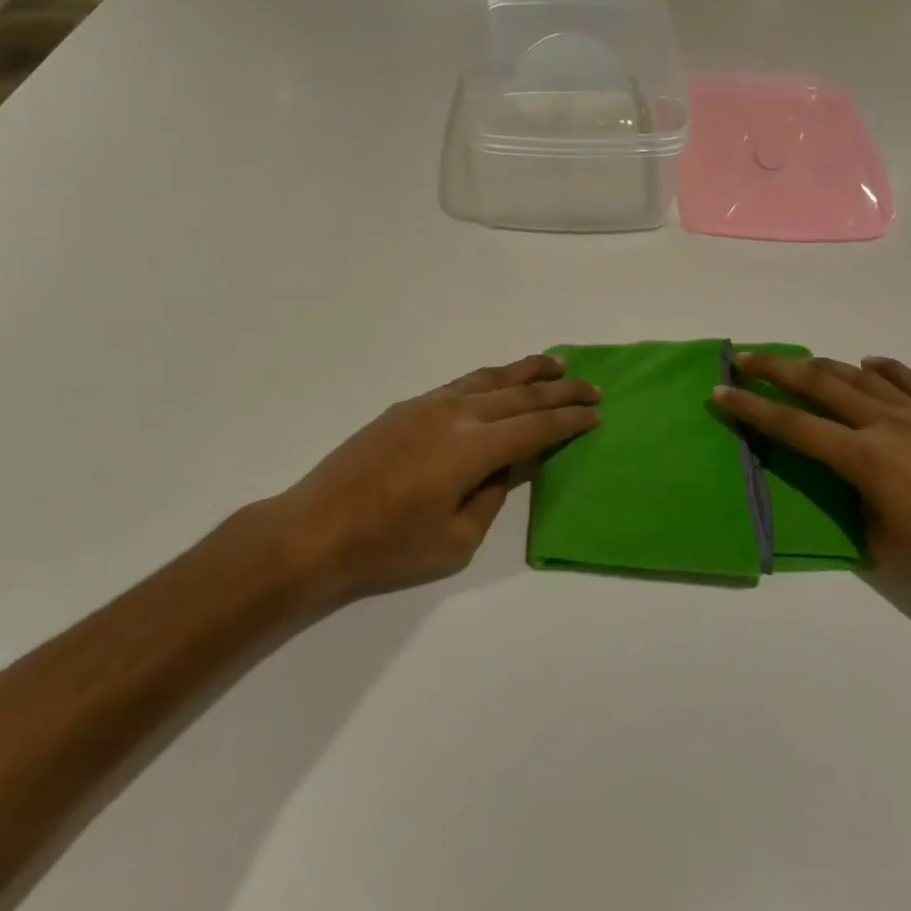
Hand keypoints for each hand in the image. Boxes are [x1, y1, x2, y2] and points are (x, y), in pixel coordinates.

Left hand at [277, 354, 600, 600]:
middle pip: (519, 394)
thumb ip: (492, 496)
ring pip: (489, 379)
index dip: (569, 419)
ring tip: (555, 363)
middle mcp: (455, 415)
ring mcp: (427, 405)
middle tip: (592, 385)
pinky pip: (461, 384)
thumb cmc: (387, 546)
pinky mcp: (406, 408)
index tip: (596, 412)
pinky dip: (491, 379)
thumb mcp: (456, 539)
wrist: (314, 530)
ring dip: (526, 371)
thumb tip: (506, 465)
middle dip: (560, 390)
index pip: (535, 427)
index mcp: (472, 448)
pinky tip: (500, 382)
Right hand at [714, 353, 910, 623]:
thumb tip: (841, 484)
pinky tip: (868, 364)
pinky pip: (910, 381)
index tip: (721, 391)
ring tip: (798, 361)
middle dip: (777, 369)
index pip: (794, 427)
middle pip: (821, 385)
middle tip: (745, 357)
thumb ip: (850, 506)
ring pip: (861, 377)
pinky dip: (883, 368)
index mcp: (866, 459)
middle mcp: (888, 426)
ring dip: (823, 364)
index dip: (752, 409)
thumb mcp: (880, 546)